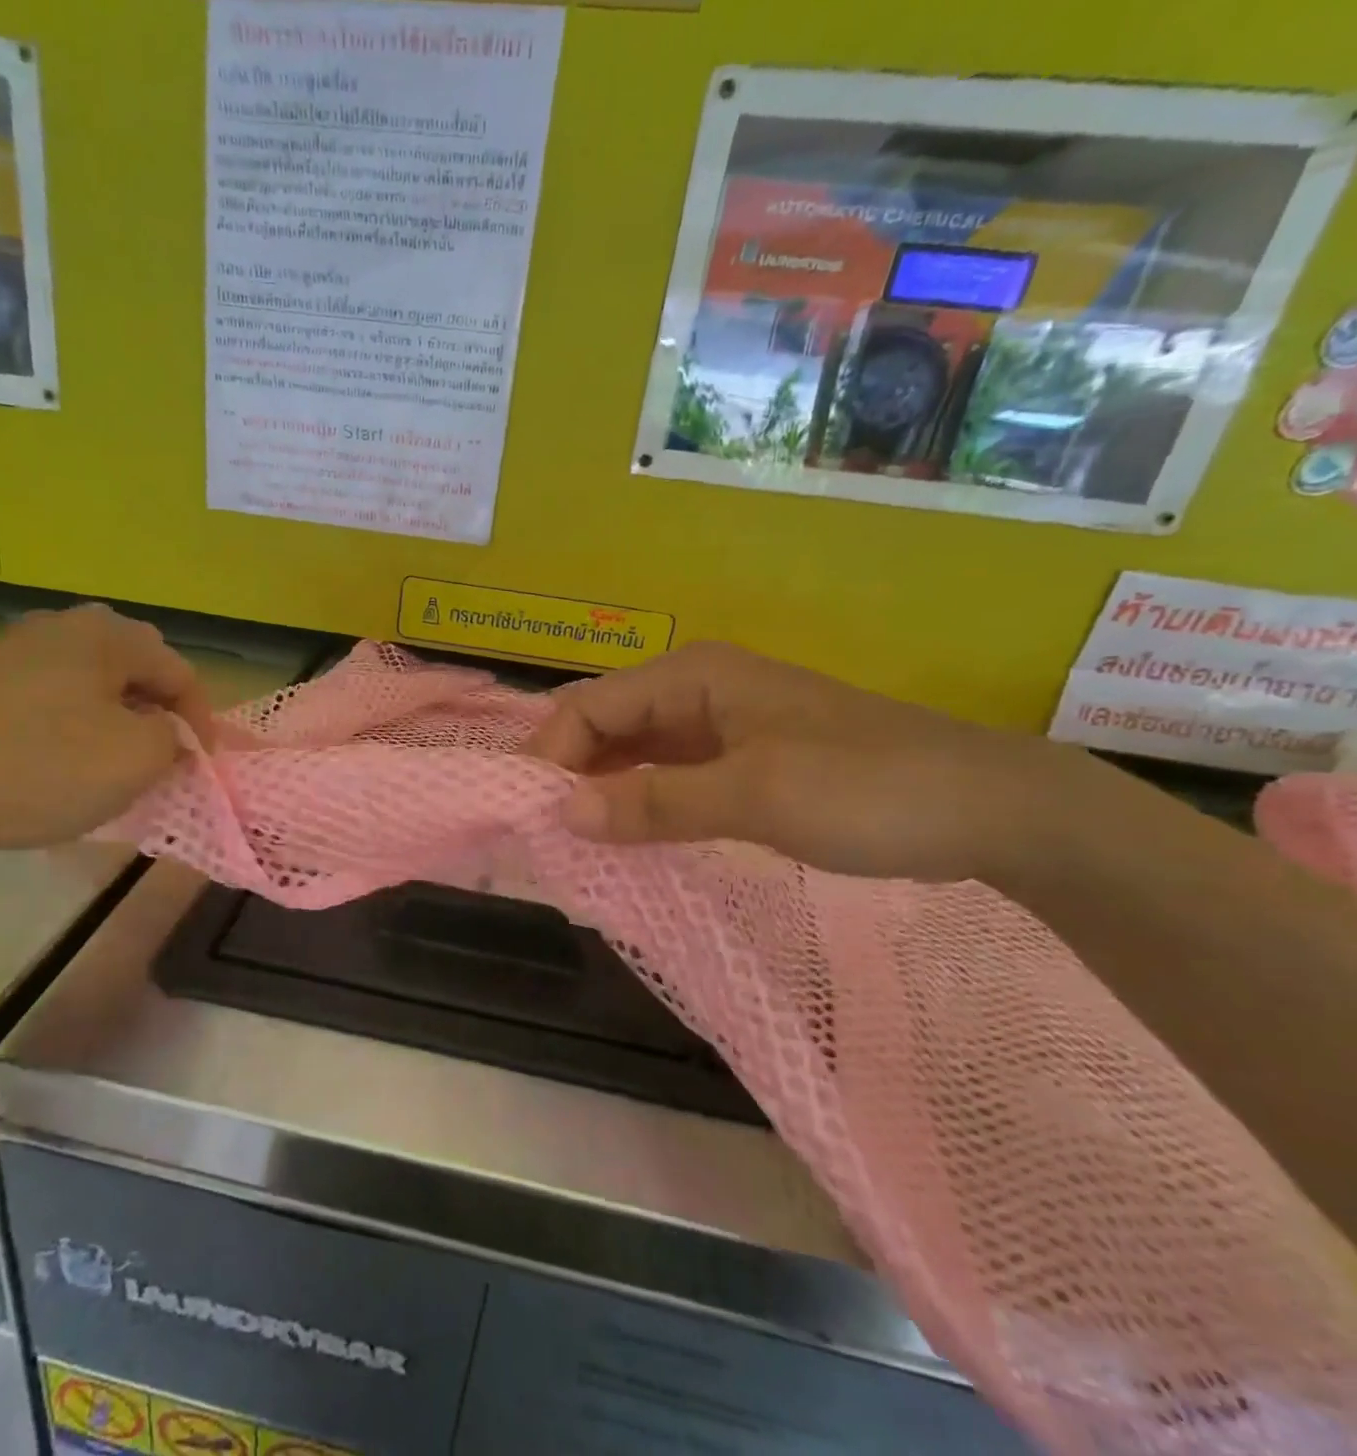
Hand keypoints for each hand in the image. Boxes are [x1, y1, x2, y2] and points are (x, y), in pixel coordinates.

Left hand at [0, 605, 213, 858]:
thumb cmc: (42, 767)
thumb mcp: (137, 758)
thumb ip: (174, 739)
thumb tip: (168, 734)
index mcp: (107, 634)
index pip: (179, 672)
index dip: (201, 721)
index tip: (201, 766)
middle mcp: (62, 628)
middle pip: (136, 668)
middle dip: (159, 714)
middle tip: (164, 757)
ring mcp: (15, 652)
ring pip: (93, 684)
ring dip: (118, 720)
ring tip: (118, 763)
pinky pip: (52, 699)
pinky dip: (74, 727)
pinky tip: (63, 763)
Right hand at [523, 640, 1116, 884]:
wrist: (988, 807)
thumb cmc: (868, 788)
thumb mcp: (755, 797)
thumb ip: (654, 803)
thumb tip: (561, 814)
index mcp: (691, 676)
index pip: (588, 708)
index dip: (551, 758)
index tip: (532, 819)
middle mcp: (693, 691)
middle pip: (602, 726)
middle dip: (569, 774)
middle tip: (545, 837)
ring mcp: (716, 725)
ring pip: (630, 753)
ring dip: (600, 792)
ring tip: (574, 843)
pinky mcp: (737, 759)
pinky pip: (664, 775)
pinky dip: (638, 803)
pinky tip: (626, 837)